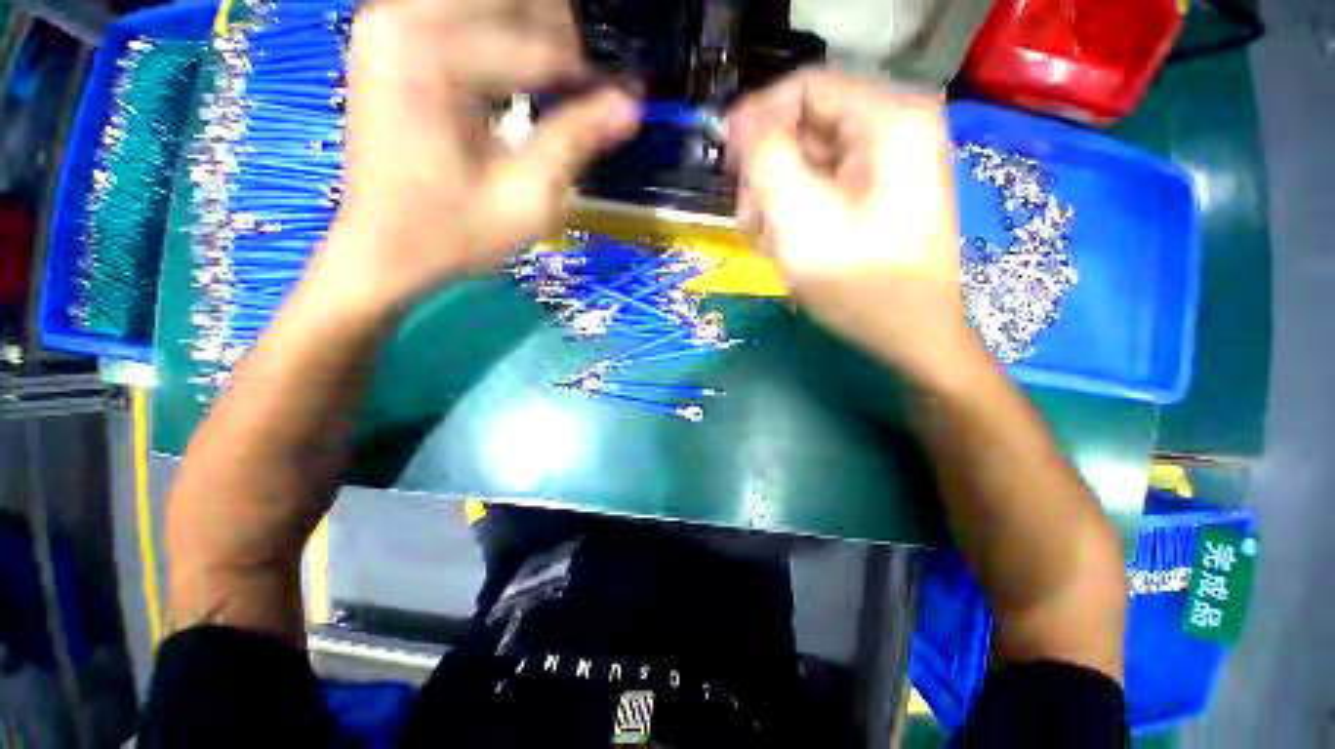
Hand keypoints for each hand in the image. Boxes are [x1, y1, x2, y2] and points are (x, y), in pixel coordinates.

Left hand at [313, 0, 640, 313]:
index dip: (585, 77)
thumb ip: (575, 141)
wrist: (386, 249)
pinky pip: (461, 15)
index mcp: (429, 54)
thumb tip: (628, 106)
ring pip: (486, 1)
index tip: (618, 103)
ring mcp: (390, 23)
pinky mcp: (392, 39)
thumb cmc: (454, 234)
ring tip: (554, 83)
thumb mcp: (527, 198)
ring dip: (531, 32)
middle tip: (580, 87)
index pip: (534, 43)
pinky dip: (501, 36)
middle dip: (556, 34)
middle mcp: (400, 18)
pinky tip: (516, 77)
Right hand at [727, 68, 973, 381]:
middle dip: (767, 172)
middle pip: (806, 126)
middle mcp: (894, 129)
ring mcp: (889, 164)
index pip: (804, 88)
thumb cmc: (857, 279)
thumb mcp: (799, 215)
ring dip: (777, 197)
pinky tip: (788, 244)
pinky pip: (824, 187)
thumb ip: (765, 156)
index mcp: (888, 118)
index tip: (726, 165)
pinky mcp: (879, 195)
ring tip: (767, 241)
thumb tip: (743, 122)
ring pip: (810, 161)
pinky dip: (797, 211)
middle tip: (748, 220)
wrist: (909, 334)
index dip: (756, 120)